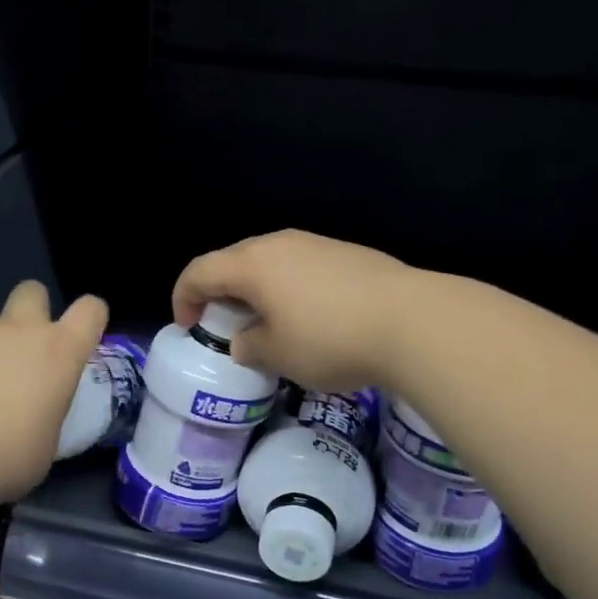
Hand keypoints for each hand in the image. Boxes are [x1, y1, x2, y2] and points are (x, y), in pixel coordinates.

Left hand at [0, 280, 107, 510]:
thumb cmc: (5, 456)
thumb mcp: (46, 444)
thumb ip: (47, 413)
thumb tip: (34, 414)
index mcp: (58, 352)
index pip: (91, 310)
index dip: (90, 319)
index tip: (81, 343)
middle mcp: (20, 331)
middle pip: (34, 291)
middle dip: (34, 310)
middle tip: (26, 353)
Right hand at [172, 229, 414, 390]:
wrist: (413, 320)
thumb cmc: (331, 339)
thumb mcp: (279, 355)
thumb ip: (250, 346)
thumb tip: (245, 340)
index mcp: (252, 264)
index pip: (200, 271)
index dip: (184, 297)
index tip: (189, 325)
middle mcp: (280, 243)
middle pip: (233, 260)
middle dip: (219, 290)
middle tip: (223, 322)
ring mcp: (316, 243)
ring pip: (270, 260)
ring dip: (256, 288)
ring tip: (266, 320)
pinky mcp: (347, 252)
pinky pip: (300, 265)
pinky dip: (288, 286)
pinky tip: (307, 314)